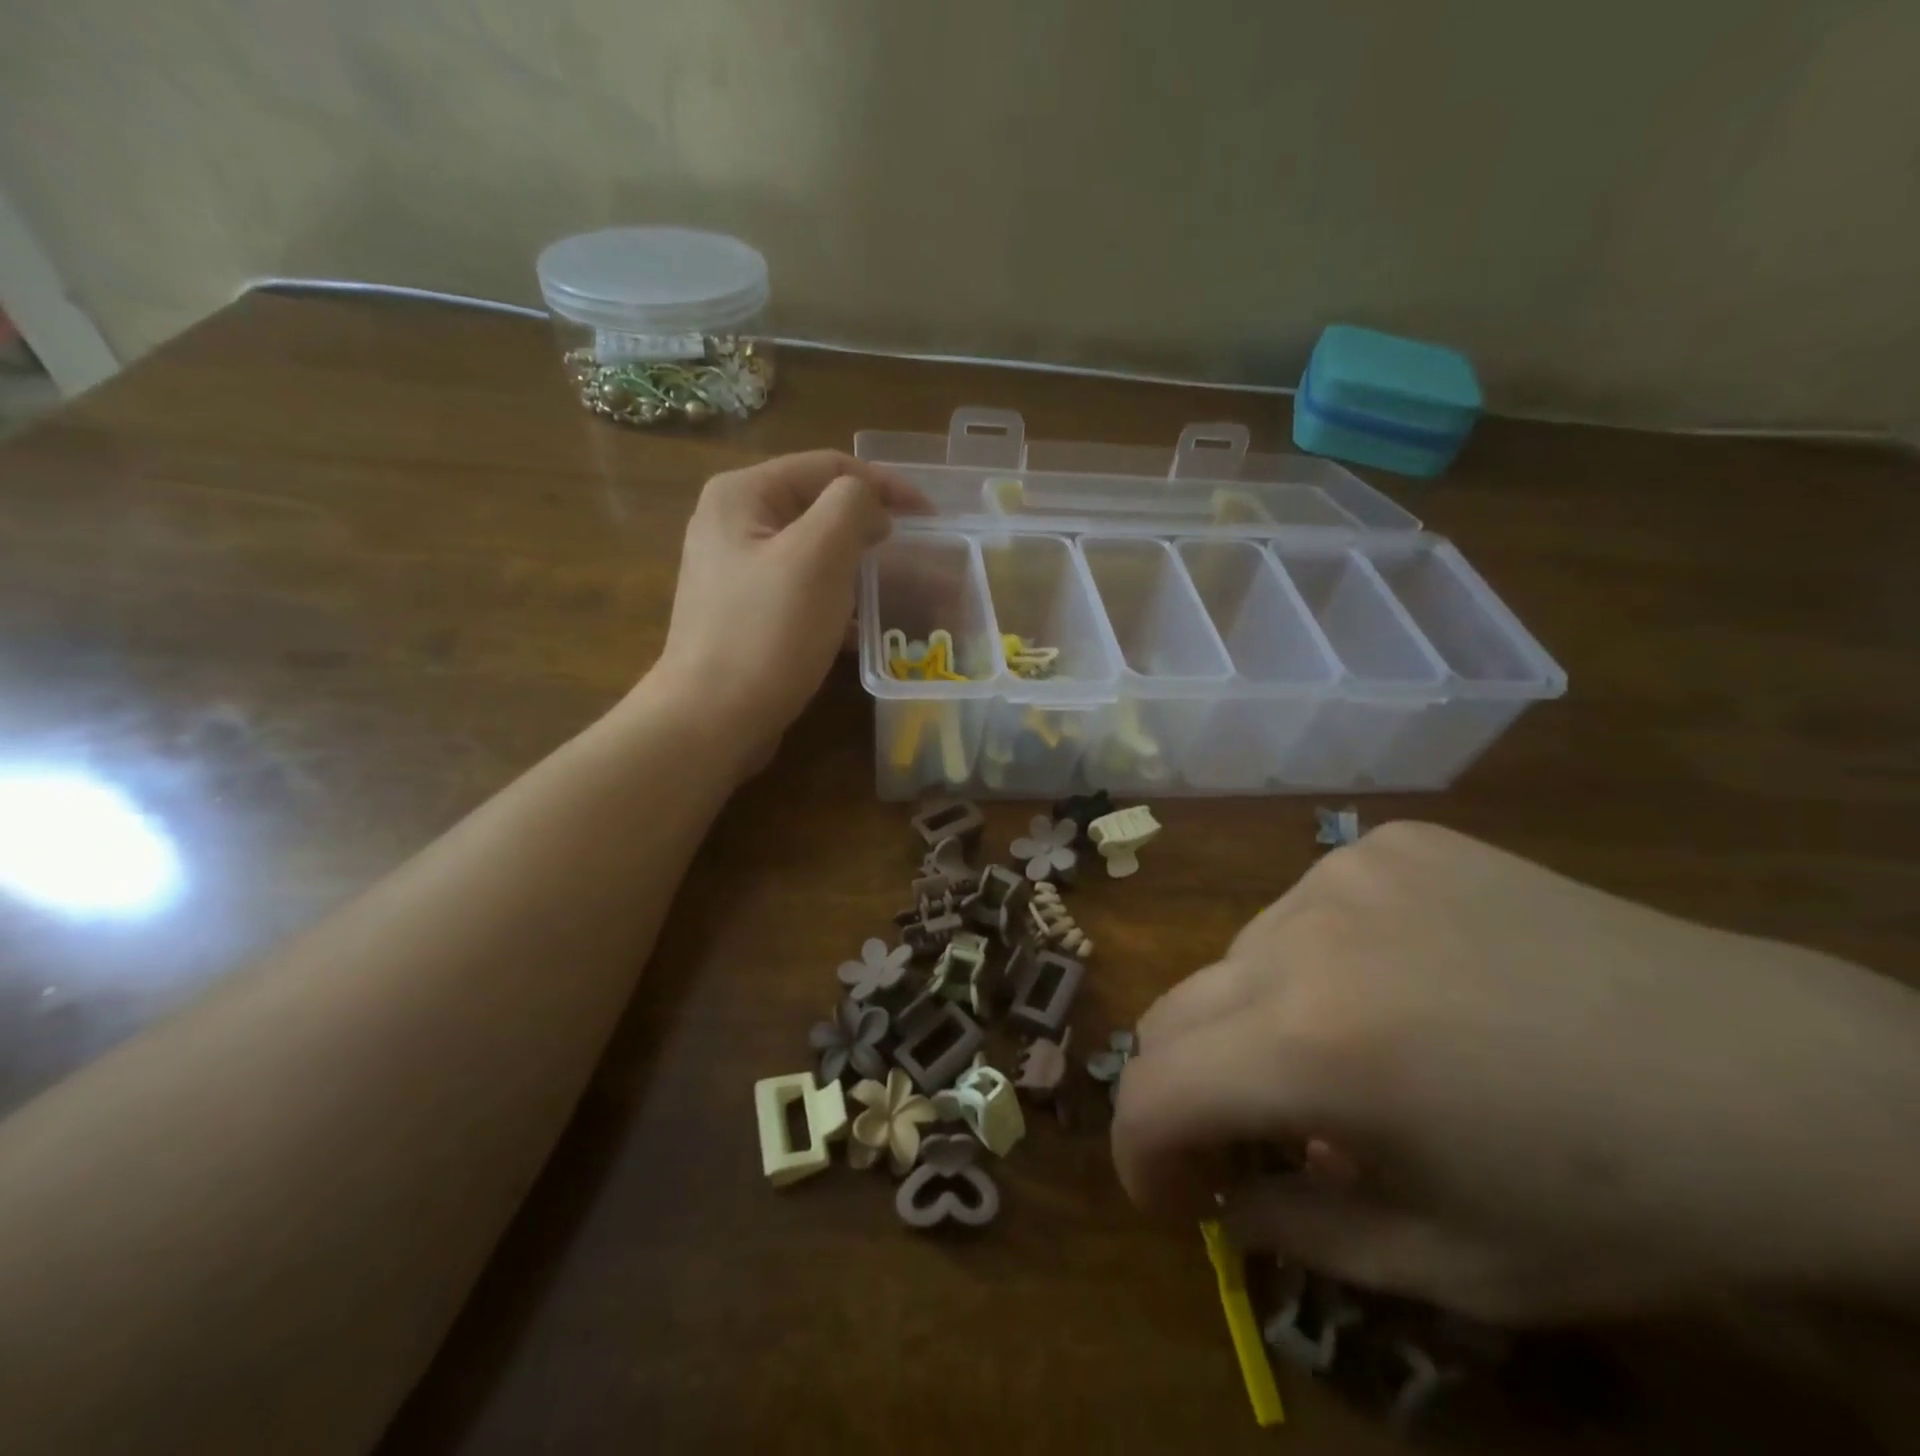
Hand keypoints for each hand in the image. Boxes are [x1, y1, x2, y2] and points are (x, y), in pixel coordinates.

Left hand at [646, 450, 928, 773]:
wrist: (711, 720)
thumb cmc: (768, 633)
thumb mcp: (819, 556)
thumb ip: (852, 506)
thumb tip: (870, 505)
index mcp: (743, 494)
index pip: (828, 467)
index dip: (885, 484)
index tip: (931, 516)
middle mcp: (732, 523)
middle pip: (818, 507)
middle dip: (869, 526)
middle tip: (914, 551)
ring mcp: (734, 571)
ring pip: (812, 553)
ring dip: (855, 566)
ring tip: (893, 588)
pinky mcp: (744, 613)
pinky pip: (800, 590)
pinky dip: (834, 600)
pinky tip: (860, 629)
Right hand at [1112, 822, 1919, 1323]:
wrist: (1783, 1077)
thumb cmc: (1621, 1202)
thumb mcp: (1448, 1265)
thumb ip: (1297, 1233)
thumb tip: (1226, 1199)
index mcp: (1314, 1044)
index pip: (1155, 1088)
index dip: (1140, 1151)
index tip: (1172, 1195)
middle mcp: (1303, 933)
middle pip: (1175, 1010)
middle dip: (1186, 1088)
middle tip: (1243, 1141)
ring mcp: (1344, 870)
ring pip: (1238, 958)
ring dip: (1254, 1021)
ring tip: (1340, 1061)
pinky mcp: (1387, 841)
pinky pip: (1303, 909)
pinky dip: (1312, 964)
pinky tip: (1396, 987)